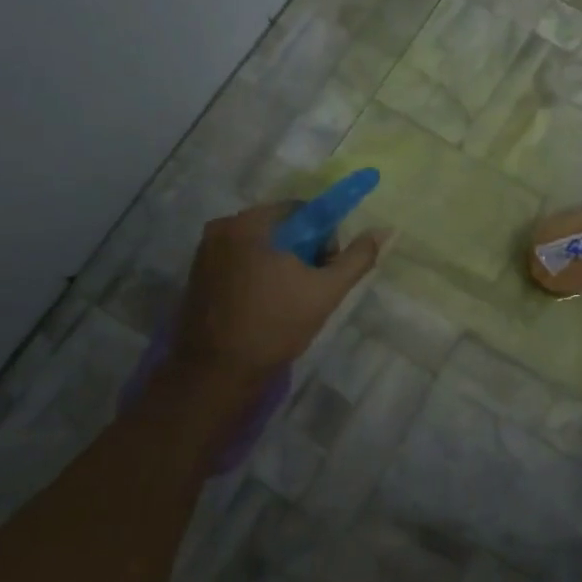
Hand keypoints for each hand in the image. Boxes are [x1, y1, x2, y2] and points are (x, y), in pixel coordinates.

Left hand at [173, 201, 389, 385]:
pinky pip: (239, 260)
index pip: (302, 210)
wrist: (217, 372)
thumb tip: (384, 230)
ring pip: (259, 244)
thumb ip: (357, 257)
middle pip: (279, 226)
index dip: (323, 236)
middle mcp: (223, 227)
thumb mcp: (326, 291)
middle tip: (311, 286)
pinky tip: (264, 303)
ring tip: (288, 298)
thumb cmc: (275, 325)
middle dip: (302, 250)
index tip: (326, 268)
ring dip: (279, 262)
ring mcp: (205, 251)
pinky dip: (257, 273)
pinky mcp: (197, 274)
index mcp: (251, 223)